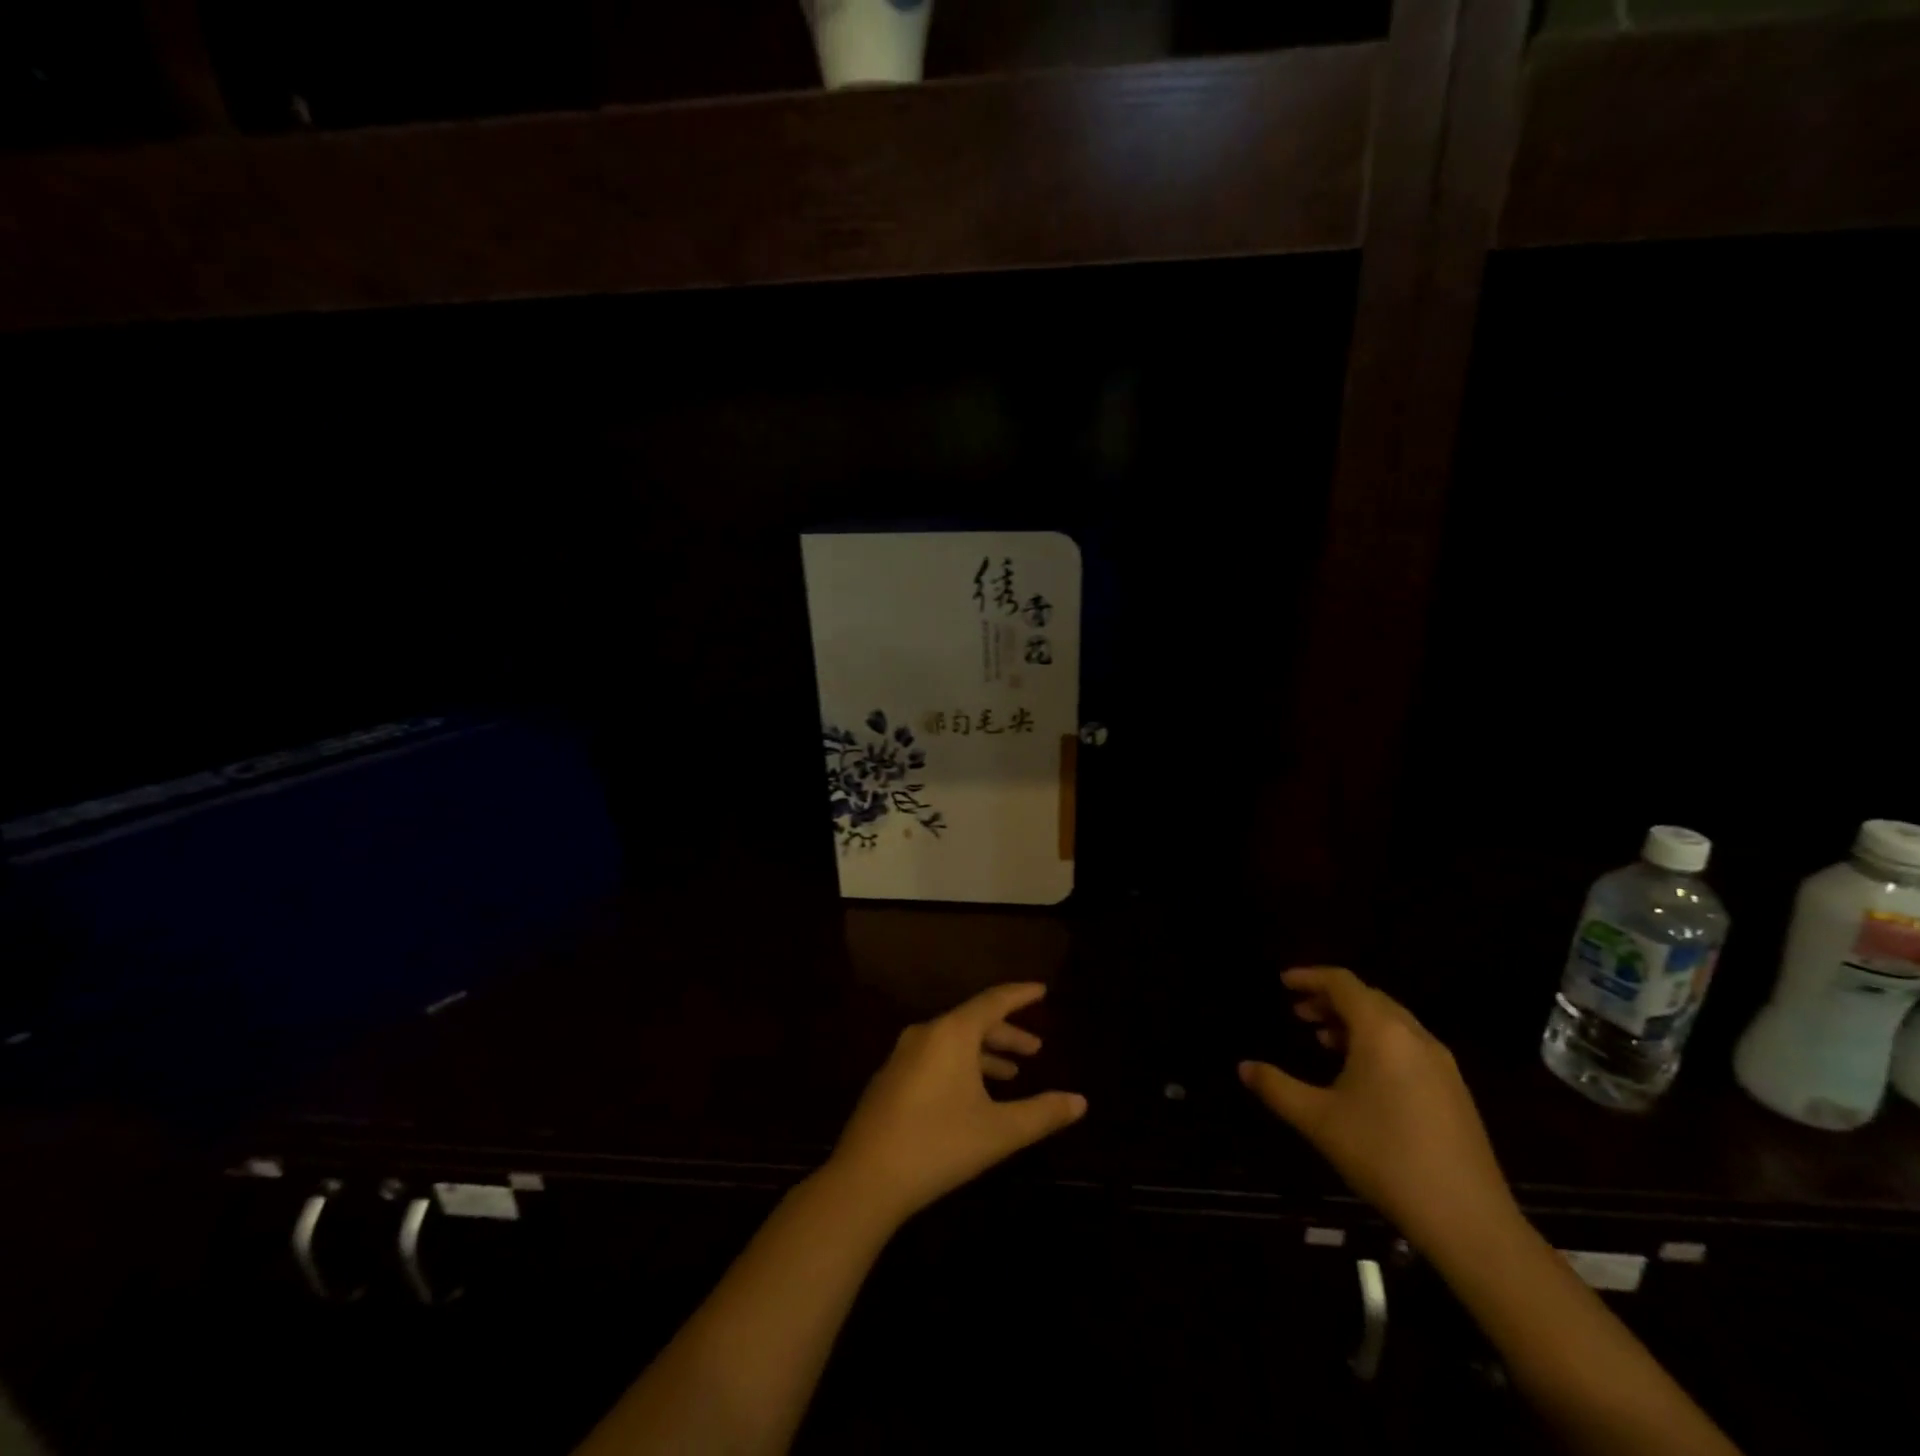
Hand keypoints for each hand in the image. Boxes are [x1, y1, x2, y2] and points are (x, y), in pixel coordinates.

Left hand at [828, 983, 1087, 1226]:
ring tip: (1010, 1073)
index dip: (1020, 995)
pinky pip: (934, 1057)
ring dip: (984, 1053)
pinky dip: (960, 1065)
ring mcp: (902, 1055)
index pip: (993, 1001)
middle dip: (1006, 1034)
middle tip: (1035, 1050)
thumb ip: (1042, 1113)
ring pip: (953, 1042)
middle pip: (973, 1021)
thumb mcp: (999, 1132)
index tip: (1042, 990)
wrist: (865, 1179)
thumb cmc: (939, 1146)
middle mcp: (926, 1033)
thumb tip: (1080, 1101)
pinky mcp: (890, 1078)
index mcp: (952, 1033)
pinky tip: (971, 1094)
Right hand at [1239, 967, 1519, 1261]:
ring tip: (1324, 1040)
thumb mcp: (1318, 1120)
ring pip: (1391, 1022)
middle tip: (1298, 1013)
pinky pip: (1408, 1045)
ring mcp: (1441, 1063)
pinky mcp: (1454, 1089)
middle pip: (1368, 998)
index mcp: (1382, 1032)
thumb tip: (1244, 1067)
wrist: (1468, 1219)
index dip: (1310, 977)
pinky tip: (1362, 1075)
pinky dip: (1378, 1042)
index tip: (1283, 983)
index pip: (1342, 983)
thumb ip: (1277, 1088)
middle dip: (1330, 999)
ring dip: (1354, 1021)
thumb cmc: (1385, 1156)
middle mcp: (1414, 1036)